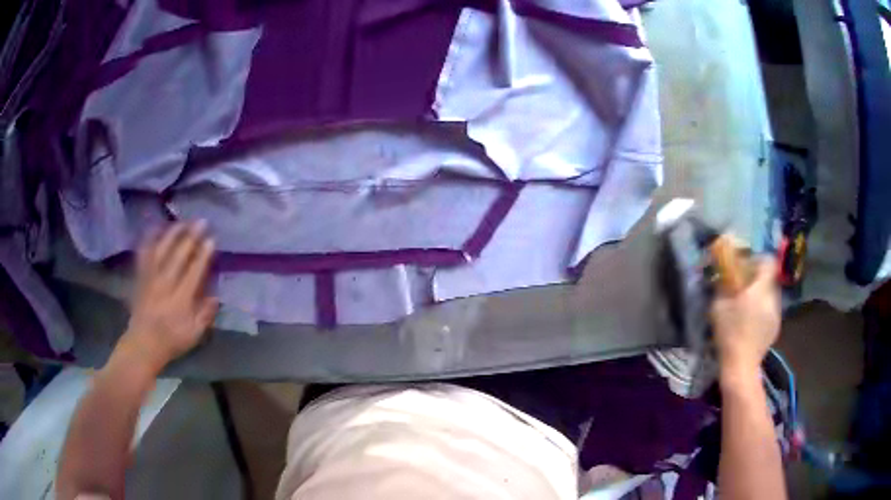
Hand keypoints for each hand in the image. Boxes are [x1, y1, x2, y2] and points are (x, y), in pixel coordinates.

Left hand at [121, 222, 217, 371]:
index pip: (194, 271)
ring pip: (161, 250)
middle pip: (178, 256)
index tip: (211, 239)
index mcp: (181, 300)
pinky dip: (149, 240)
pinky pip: (144, 254)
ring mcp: (151, 279)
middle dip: (191, 237)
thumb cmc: (171, 340)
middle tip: (201, 221)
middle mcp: (165, 284)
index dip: (203, 254)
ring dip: (172, 234)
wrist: (143, 343)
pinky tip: (155, 228)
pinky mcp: (141, 277)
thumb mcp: (194, 334)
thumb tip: (216, 296)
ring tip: (182, 221)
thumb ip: (205, 315)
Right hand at [711, 257, 780, 380]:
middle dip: (759, 279)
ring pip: (771, 294)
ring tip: (748, 306)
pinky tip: (753, 323)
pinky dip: (763, 310)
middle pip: (770, 278)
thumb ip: (722, 288)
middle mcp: (773, 298)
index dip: (759, 260)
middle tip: (745, 287)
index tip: (747, 265)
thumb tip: (722, 277)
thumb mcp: (718, 307)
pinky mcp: (776, 328)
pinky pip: (771, 310)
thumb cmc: (729, 334)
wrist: (741, 366)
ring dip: (762, 295)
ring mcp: (777, 314)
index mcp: (760, 289)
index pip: (769, 262)